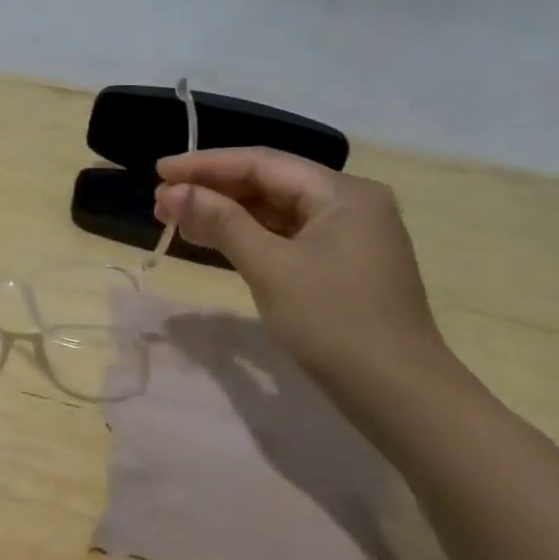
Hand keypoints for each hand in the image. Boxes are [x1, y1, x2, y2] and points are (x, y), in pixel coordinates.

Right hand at [153, 148, 454, 403]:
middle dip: (212, 190)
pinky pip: (284, 236)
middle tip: (161, 202)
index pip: (262, 163)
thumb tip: (173, 192)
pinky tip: (211, 240)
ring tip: (175, 219)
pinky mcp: (340, 264)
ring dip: (224, 213)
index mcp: (343, 192)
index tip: (158, 172)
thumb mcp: (270, 267)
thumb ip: (221, 221)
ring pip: (274, 210)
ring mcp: (347, 235)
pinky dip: (246, 236)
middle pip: (268, 183)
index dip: (205, 164)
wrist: (400, 396)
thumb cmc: (334, 323)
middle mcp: (349, 203)